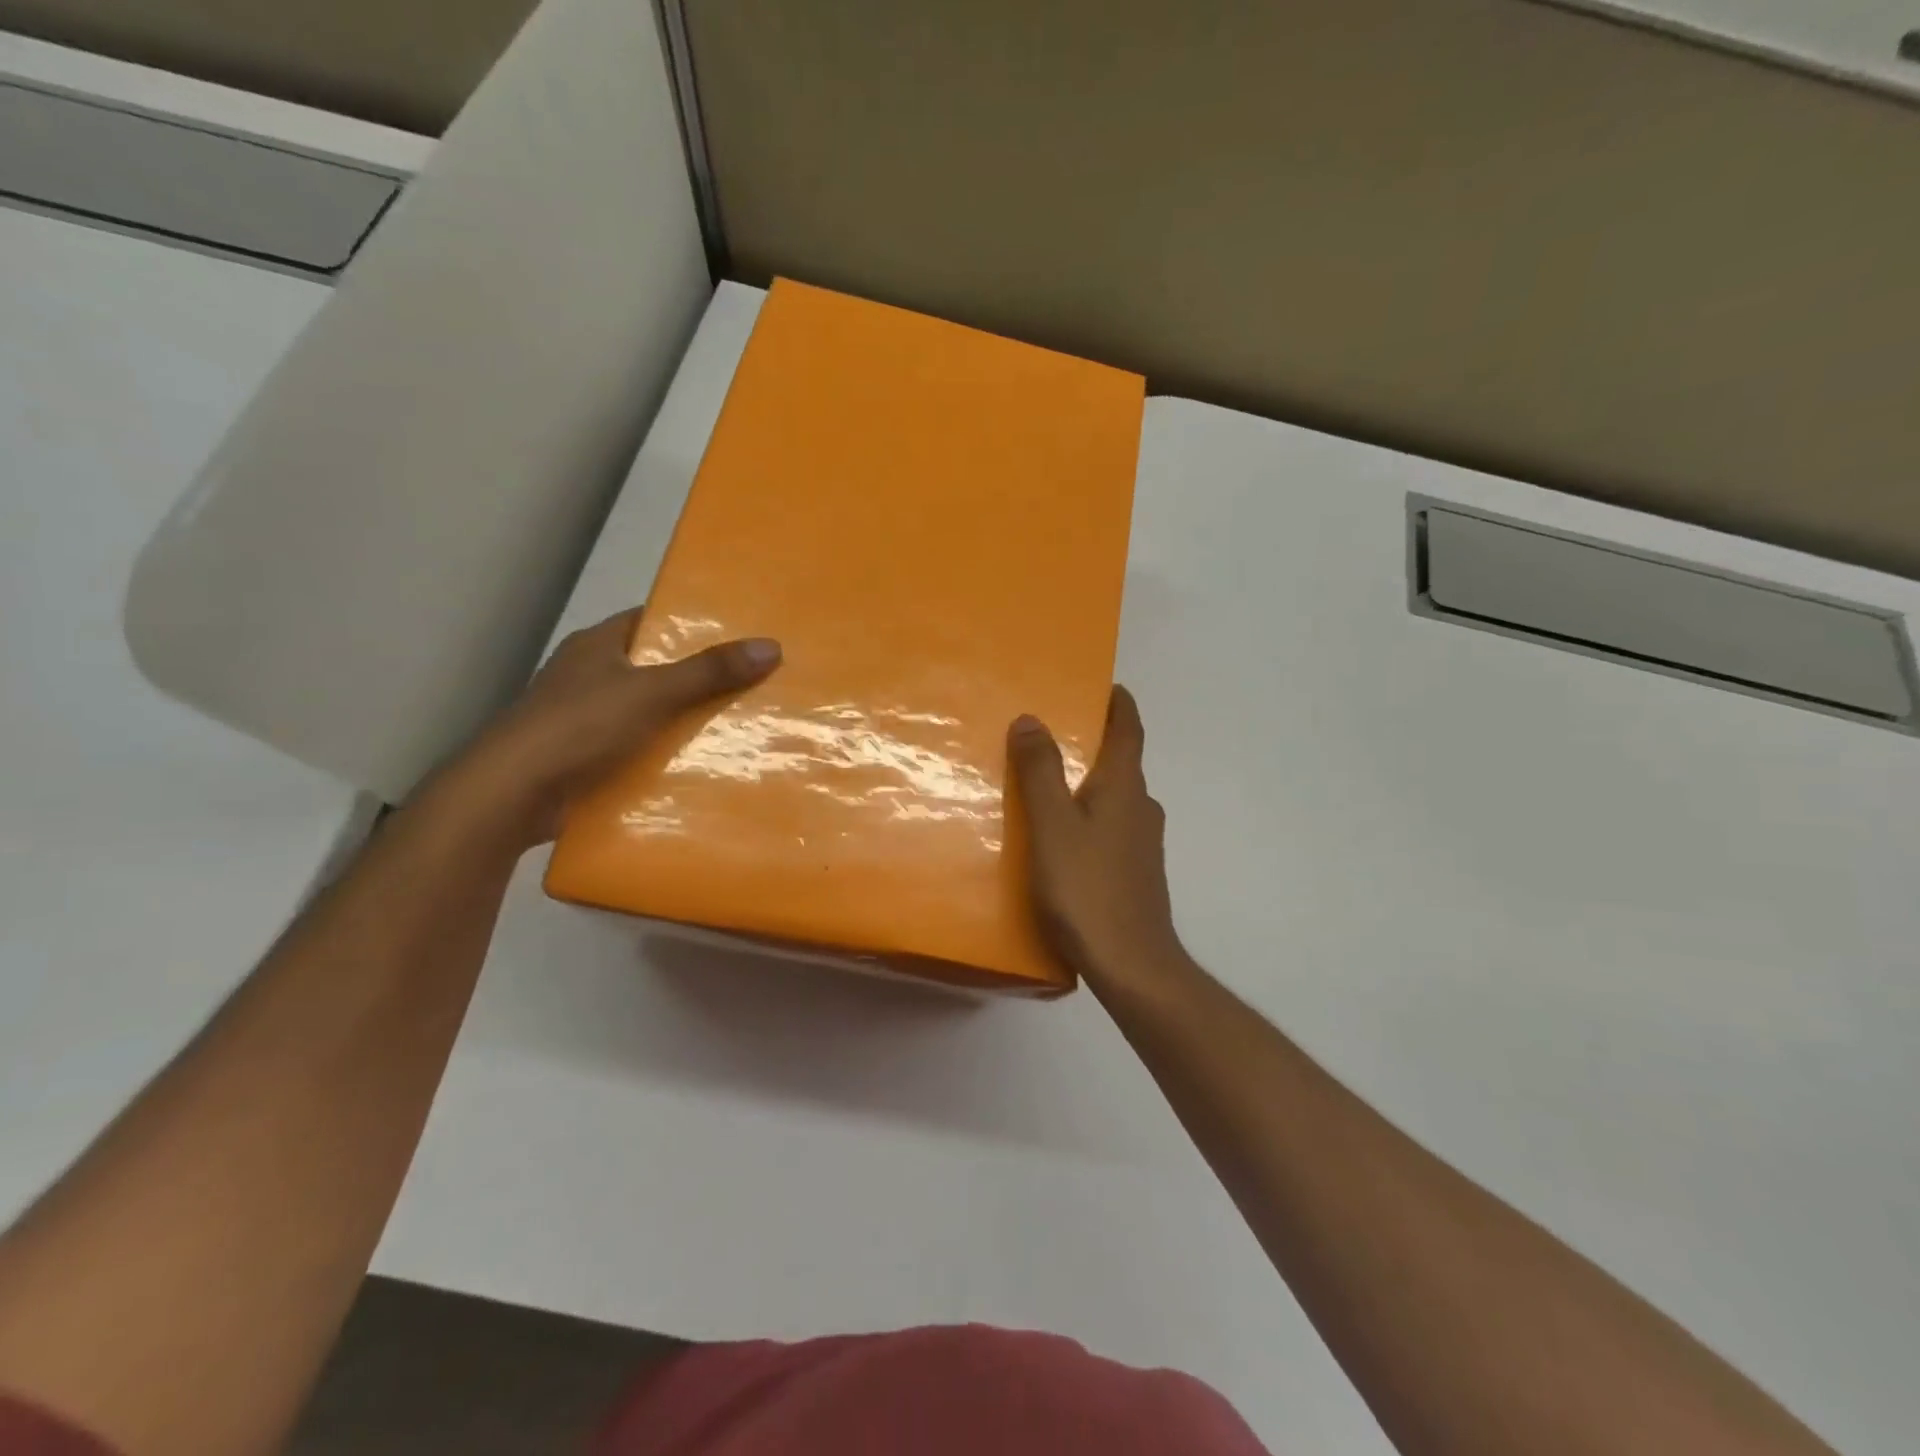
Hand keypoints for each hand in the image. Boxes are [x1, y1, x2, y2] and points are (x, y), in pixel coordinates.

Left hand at [442, 607, 780, 847]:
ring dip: (683, 721)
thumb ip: (710, 672)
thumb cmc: (579, 726)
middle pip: (654, 668)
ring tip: (740, 725)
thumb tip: (772, 646)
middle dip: (698, 678)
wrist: (512, 795)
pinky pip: (636, 748)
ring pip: (647, 712)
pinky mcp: (584, 758)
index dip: (692, 625)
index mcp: (597, 646)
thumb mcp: (652, 692)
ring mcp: (584, 719)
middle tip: (752, 683)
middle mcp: (589, 676)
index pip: (650, 621)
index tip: (738, 636)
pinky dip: (663, 755)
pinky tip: (700, 765)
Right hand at [1008, 686, 1188, 989]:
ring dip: (1089, 781)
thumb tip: (1030, 718)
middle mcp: (1142, 808)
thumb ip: (1040, 771)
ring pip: (1115, 797)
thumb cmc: (1088, 889)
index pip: (1129, 729)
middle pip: (1122, 762)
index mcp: (1125, 788)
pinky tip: (1062, 836)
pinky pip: (1111, 827)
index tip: (1104, 684)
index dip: (1119, 703)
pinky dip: (1089, 815)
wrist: (1132, 965)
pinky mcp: (1136, 872)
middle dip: (1094, 742)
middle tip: (1054, 731)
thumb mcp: (1052, 826)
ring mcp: (1142, 843)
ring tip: (1048, 782)